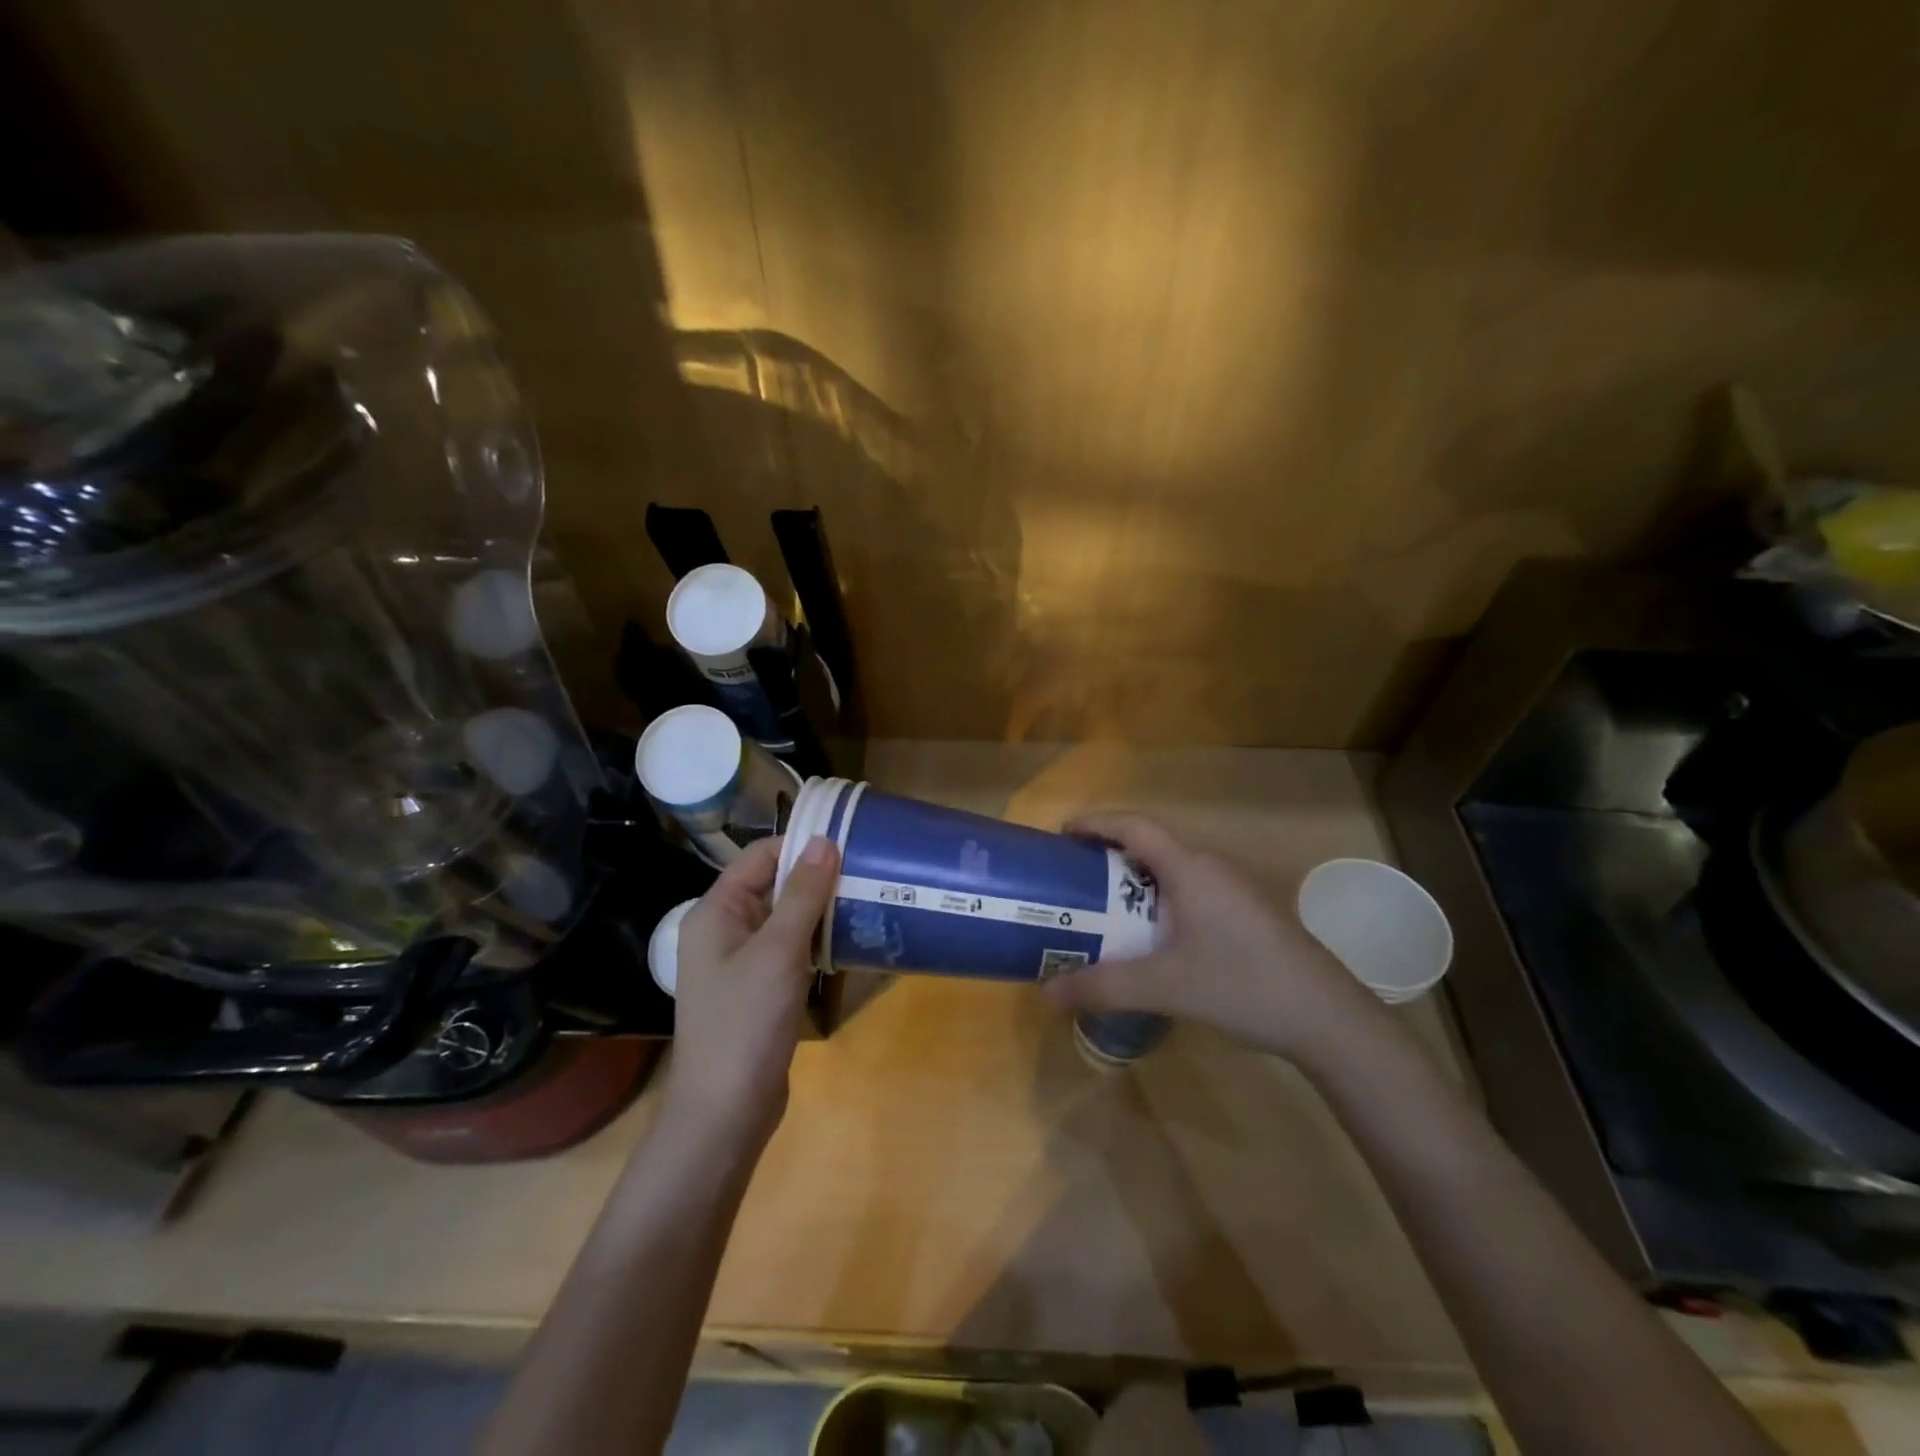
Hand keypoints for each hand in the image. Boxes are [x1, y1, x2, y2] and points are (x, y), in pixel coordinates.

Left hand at [663, 834, 840, 1145]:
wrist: (725, 1113)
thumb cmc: (746, 1023)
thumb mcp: (778, 951)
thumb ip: (802, 894)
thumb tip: (824, 841)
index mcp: (715, 912)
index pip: (760, 857)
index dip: (801, 846)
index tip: (849, 842)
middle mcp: (723, 930)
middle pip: (772, 885)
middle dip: (816, 878)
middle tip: (866, 872)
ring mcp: (739, 962)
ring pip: (784, 919)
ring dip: (819, 910)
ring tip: (865, 899)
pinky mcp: (757, 989)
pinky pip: (787, 950)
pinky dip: (814, 941)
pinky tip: (846, 941)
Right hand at [1041, 813, 1387, 1070]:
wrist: (1328, 1018)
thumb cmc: (1242, 985)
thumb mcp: (1165, 986)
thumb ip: (1103, 986)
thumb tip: (1047, 992)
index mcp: (1190, 868)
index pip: (1134, 826)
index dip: (1095, 823)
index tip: (1061, 834)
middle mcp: (1212, 867)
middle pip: (1151, 845)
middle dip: (1108, 855)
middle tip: (1072, 879)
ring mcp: (1234, 890)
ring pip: (1172, 871)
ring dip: (1135, 880)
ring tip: (1102, 907)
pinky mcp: (1247, 913)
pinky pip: (1190, 891)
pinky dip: (1159, 899)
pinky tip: (1151, 937)